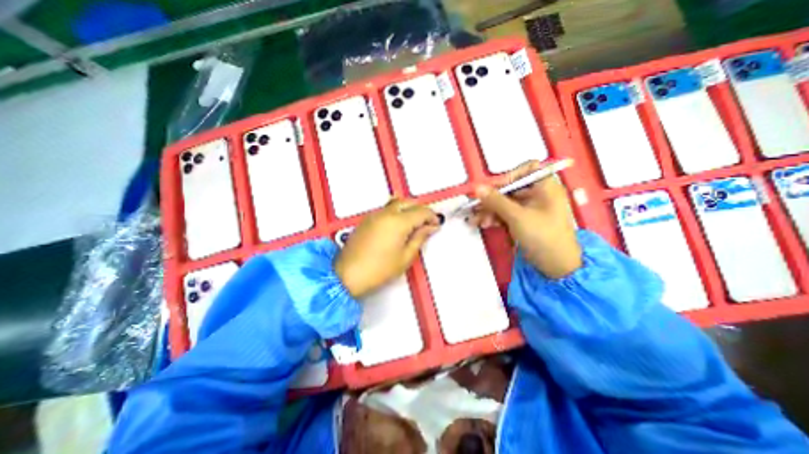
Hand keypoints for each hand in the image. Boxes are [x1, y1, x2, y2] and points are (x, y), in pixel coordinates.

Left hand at [333, 198, 439, 297]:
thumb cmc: (378, 270)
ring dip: (408, 209)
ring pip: (396, 203)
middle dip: (420, 210)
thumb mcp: (405, 257)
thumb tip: (430, 227)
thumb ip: (419, 238)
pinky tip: (398, 226)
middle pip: (408, 202)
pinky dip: (396, 212)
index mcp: (398, 222)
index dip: (432, 216)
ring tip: (413, 224)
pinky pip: (386, 209)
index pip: (421, 211)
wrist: (347, 275)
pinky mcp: (366, 219)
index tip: (436, 224)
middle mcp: (386, 213)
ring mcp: (374, 215)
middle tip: (426, 224)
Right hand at [468, 160, 581, 280]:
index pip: (526, 169)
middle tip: (474, 207)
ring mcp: (529, 208)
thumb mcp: (517, 217)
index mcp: (545, 187)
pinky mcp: (522, 221)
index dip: (509, 176)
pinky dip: (494, 218)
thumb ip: (496, 201)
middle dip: (491, 199)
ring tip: (475, 221)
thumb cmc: (542, 236)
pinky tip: (483, 224)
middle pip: (510, 189)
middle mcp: (537, 194)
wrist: (555, 267)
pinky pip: (505, 214)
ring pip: (505, 203)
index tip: (493, 188)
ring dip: (489, 210)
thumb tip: (477, 188)